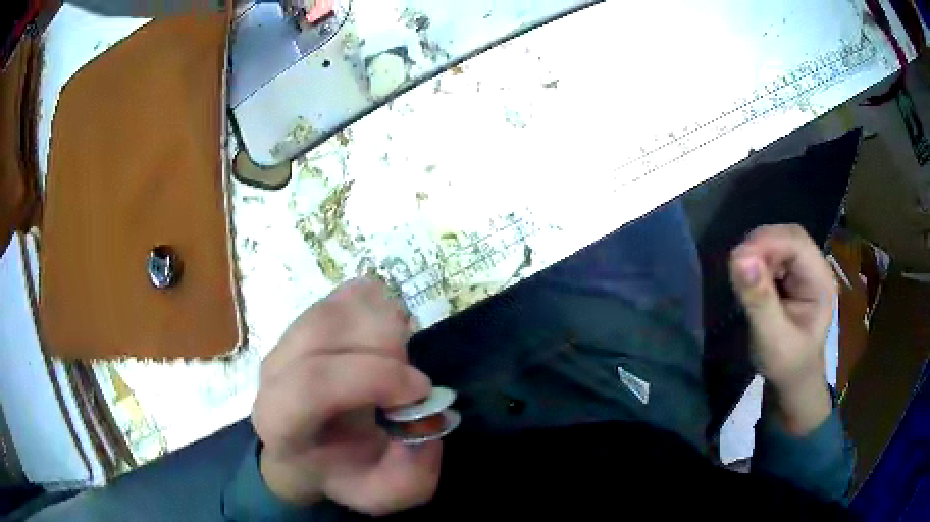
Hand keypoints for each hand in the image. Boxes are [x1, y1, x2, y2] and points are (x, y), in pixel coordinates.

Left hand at [251, 278, 441, 514]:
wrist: (309, 449)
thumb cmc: (343, 471)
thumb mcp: (384, 493)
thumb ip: (410, 473)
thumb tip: (425, 423)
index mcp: (281, 421)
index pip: (313, 382)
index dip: (374, 377)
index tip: (419, 392)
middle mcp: (274, 370)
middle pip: (327, 329)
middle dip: (386, 345)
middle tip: (412, 375)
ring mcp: (289, 337)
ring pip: (341, 304)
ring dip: (386, 323)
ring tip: (402, 355)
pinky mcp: (308, 317)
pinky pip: (350, 293)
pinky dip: (381, 306)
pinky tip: (388, 336)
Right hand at [729, 225, 835, 434]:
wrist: (793, 382)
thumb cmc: (787, 366)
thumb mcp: (772, 339)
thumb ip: (759, 300)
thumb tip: (739, 258)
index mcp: (821, 281)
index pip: (796, 242)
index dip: (767, 242)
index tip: (737, 260)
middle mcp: (815, 268)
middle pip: (787, 237)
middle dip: (760, 246)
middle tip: (736, 268)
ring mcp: (803, 270)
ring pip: (778, 242)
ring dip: (756, 253)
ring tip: (741, 278)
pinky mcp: (791, 276)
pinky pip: (772, 255)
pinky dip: (756, 262)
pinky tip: (749, 280)